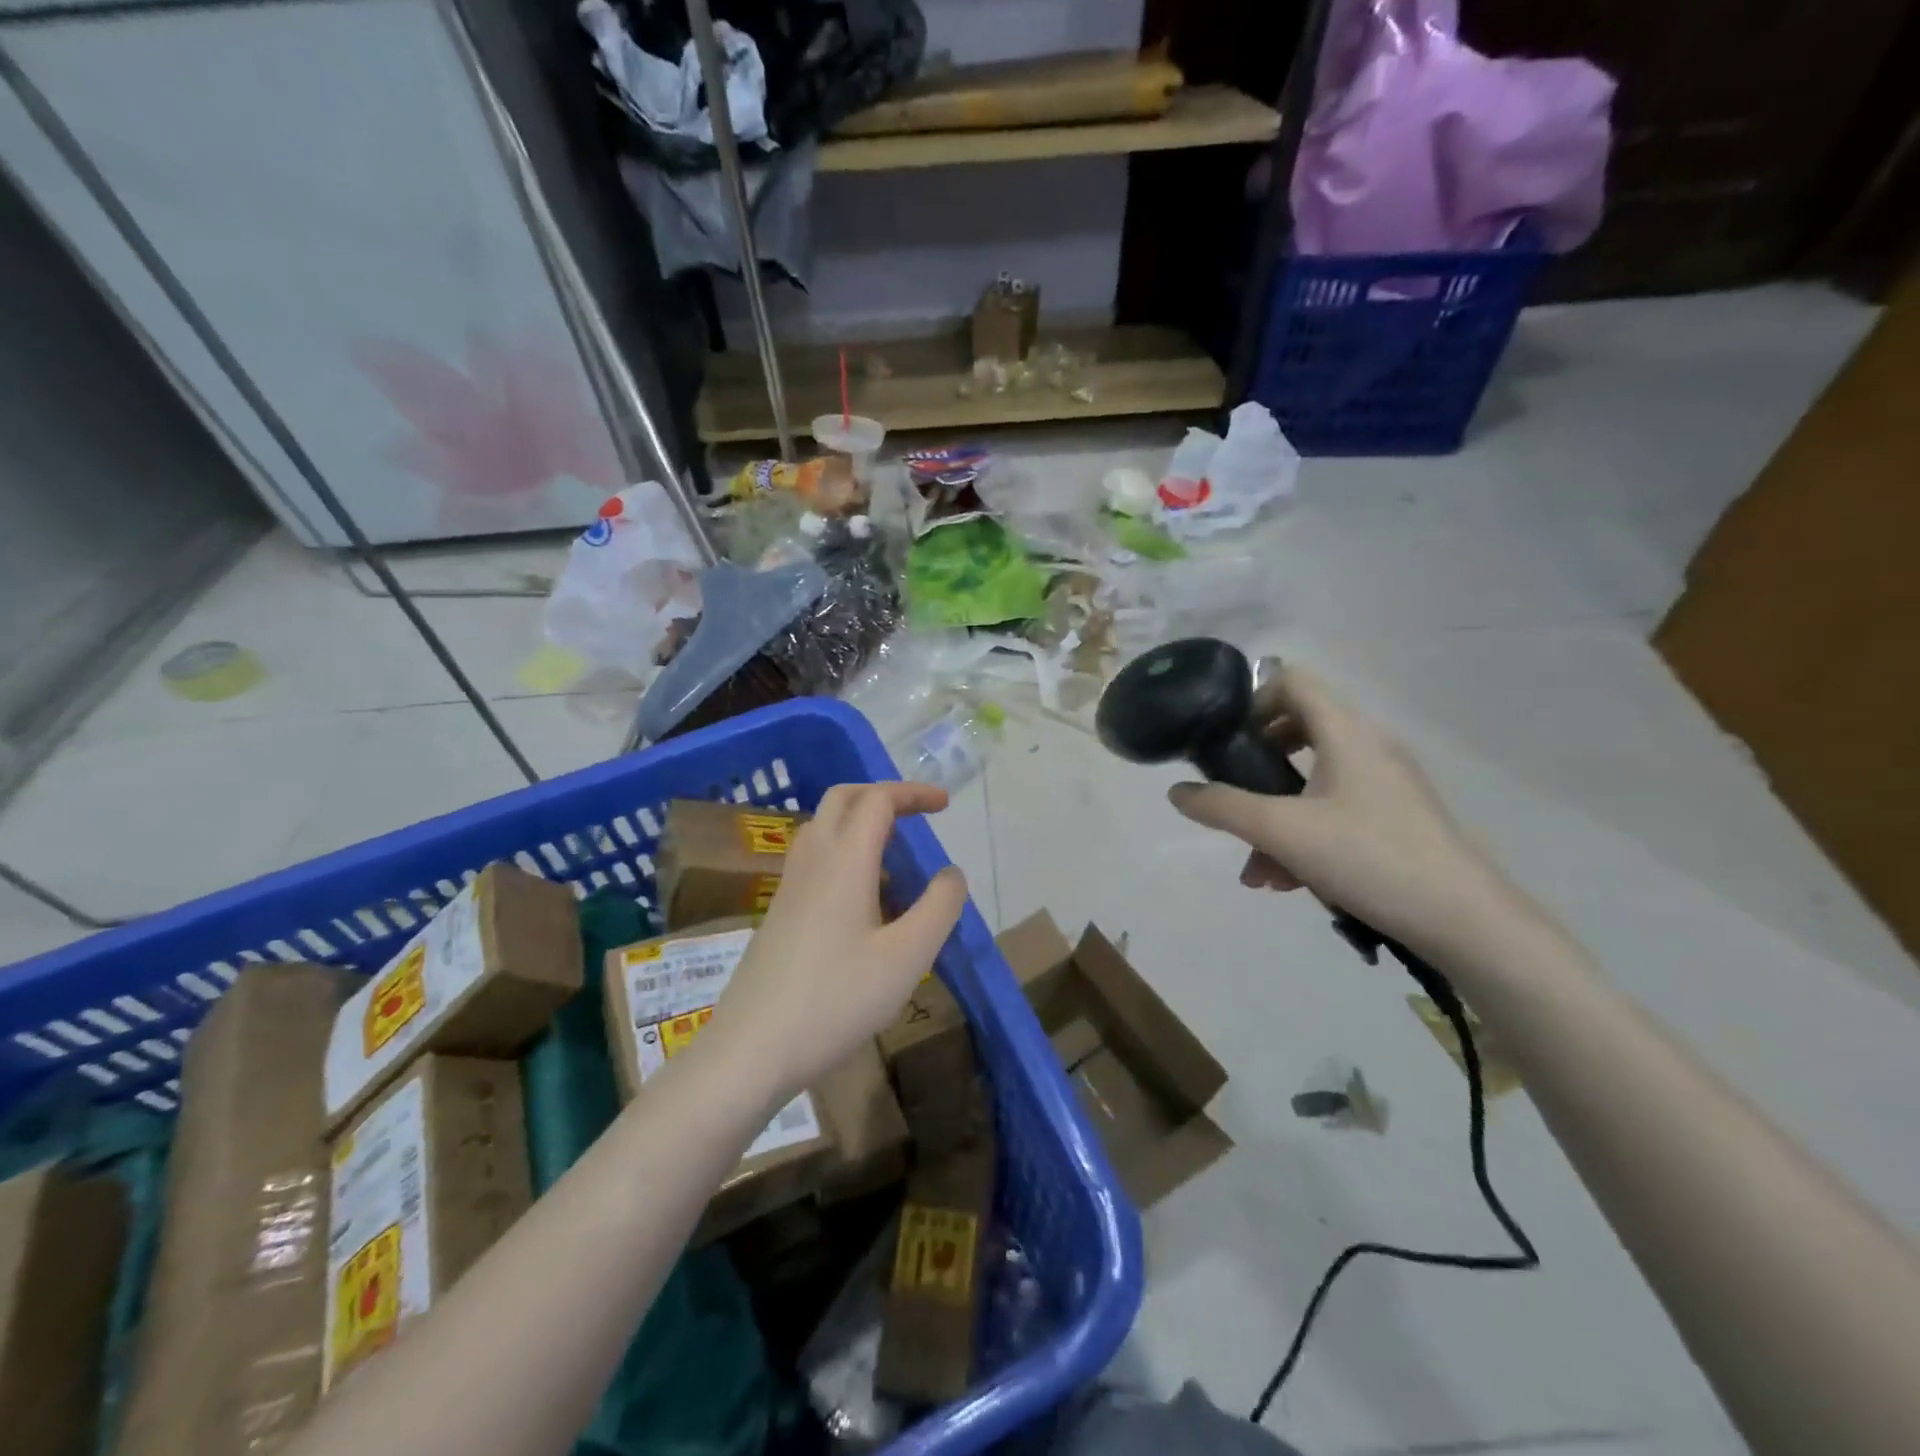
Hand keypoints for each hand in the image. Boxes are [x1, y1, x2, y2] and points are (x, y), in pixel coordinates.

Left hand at [711, 781, 967, 1097]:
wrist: (752, 1049)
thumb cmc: (836, 1000)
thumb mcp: (907, 957)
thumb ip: (939, 907)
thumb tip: (951, 873)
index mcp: (844, 861)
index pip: (877, 800)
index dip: (913, 793)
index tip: (945, 805)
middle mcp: (812, 861)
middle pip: (842, 799)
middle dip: (882, 796)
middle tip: (917, 816)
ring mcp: (789, 887)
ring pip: (822, 827)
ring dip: (859, 822)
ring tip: (894, 856)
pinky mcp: (778, 913)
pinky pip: (813, 859)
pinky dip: (843, 852)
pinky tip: (862, 898)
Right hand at [1167, 665, 1529, 965]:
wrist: (1465, 921)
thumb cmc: (1369, 858)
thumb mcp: (1282, 832)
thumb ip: (1223, 807)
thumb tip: (1176, 792)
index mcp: (1346, 732)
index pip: (1292, 681)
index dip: (1252, 701)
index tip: (1226, 741)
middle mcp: (1368, 746)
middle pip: (1299, 731)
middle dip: (1257, 768)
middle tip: (1234, 797)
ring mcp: (1387, 783)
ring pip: (1314, 781)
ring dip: (1276, 817)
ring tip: (1258, 871)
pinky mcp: (1397, 817)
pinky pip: (1337, 809)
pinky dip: (1306, 834)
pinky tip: (1289, 882)